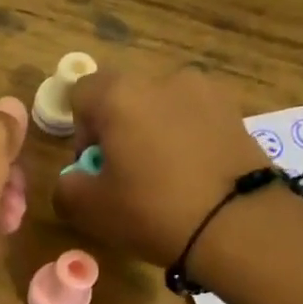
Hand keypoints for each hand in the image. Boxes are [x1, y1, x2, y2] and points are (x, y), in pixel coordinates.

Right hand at [53, 67, 273, 268]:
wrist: (236, 224)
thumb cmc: (151, 210)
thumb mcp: (89, 209)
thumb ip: (66, 187)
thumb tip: (74, 178)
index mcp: (120, 95)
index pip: (81, 93)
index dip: (79, 130)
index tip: (93, 166)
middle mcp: (162, 79)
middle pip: (123, 97)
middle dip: (117, 130)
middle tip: (124, 174)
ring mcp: (204, 91)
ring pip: (161, 107)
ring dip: (152, 133)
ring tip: (162, 176)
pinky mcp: (234, 111)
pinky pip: (193, 119)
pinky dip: (184, 140)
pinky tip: (190, 176)